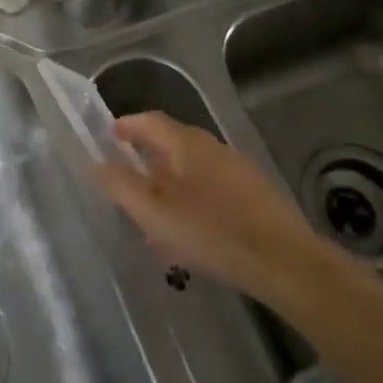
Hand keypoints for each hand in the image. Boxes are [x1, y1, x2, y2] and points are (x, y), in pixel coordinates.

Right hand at [94, 112, 329, 305]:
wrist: (285, 261)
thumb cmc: (212, 231)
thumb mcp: (154, 212)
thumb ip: (121, 185)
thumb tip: (97, 163)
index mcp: (185, 142)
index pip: (150, 120)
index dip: (127, 126)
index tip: (110, 136)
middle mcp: (211, 147)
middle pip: (171, 145)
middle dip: (147, 162)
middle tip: (128, 186)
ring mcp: (236, 170)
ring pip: (191, 172)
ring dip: (169, 188)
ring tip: (155, 221)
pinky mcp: (253, 195)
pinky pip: (210, 191)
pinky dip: (191, 203)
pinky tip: (190, 237)